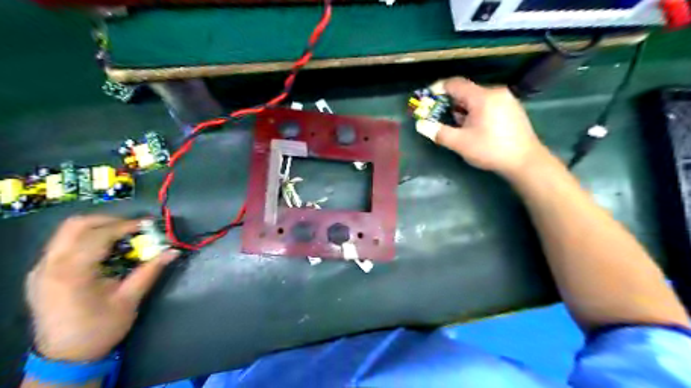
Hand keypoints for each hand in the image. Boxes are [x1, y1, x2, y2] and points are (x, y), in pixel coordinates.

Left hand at [25, 215, 178, 360]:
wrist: (65, 358)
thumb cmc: (100, 329)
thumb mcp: (129, 300)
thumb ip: (150, 271)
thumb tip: (173, 251)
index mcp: (71, 273)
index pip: (99, 235)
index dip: (127, 225)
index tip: (149, 225)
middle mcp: (50, 266)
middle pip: (76, 225)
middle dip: (109, 220)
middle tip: (134, 227)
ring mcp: (41, 269)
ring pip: (67, 232)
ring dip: (98, 228)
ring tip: (123, 236)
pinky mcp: (41, 274)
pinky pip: (63, 244)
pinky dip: (86, 239)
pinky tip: (104, 251)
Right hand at [433, 78, 547, 177]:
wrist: (525, 161)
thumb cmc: (491, 150)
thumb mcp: (460, 143)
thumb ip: (439, 132)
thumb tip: (421, 125)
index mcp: (482, 97)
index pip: (455, 84)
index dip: (437, 89)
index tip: (427, 99)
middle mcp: (495, 92)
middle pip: (466, 91)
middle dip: (450, 103)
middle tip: (440, 118)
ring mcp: (506, 99)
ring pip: (476, 98)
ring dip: (462, 109)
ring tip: (458, 127)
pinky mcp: (511, 108)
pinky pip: (487, 103)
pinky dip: (475, 111)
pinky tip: (474, 128)